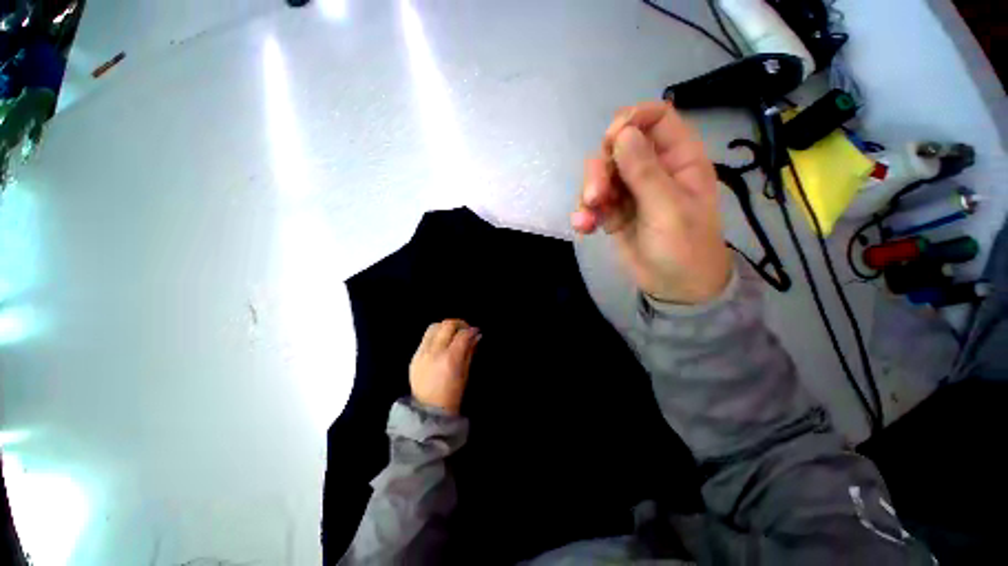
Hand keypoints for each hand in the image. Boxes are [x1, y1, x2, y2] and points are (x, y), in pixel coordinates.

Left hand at [409, 319, 480, 414]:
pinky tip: (441, 343)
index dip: (472, 330)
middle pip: (447, 325)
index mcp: (450, 358)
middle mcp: (434, 352)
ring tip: (452, 334)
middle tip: (465, 329)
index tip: (476, 331)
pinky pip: (425, 338)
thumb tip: (476, 335)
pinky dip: (436, 335)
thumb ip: (470, 351)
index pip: (462, 334)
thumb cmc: (452, 395)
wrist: (428, 411)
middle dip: (459, 323)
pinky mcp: (414, 356)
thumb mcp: (465, 373)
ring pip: (433, 327)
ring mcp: (422, 353)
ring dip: (445, 327)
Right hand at [571, 101, 730, 303]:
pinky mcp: (613, 211)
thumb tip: (623, 132)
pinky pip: (592, 202)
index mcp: (678, 159)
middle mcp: (652, 169)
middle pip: (618, 147)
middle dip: (601, 169)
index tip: (611, 141)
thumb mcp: (668, 209)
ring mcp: (630, 191)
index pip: (657, 118)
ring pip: (600, 175)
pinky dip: (584, 212)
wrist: (673, 287)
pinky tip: (583, 227)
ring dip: (588, 194)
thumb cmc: (684, 248)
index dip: (632, 120)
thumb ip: (645, 172)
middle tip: (595, 196)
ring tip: (587, 219)